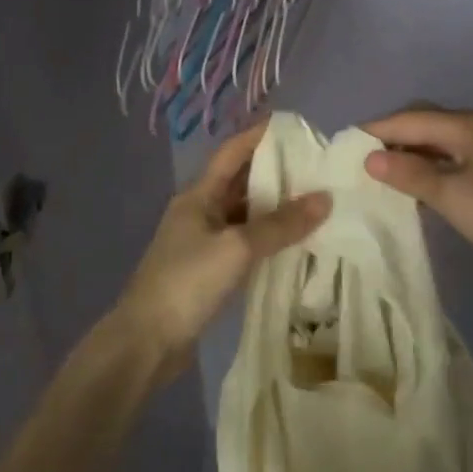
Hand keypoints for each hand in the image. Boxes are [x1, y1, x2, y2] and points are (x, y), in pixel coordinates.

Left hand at [114, 121, 330, 373]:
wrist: (147, 342)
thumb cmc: (187, 282)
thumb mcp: (237, 248)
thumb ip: (280, 224)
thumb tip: (325, 199)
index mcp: (198, 196)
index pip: (232, 152)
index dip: (260, 136)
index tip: (296, 129)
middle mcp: (200, 212)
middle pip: (240, 182)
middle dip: (276, 173)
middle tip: (318, 169)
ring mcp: (203, 243)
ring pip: (244, 215)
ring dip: (274, 208)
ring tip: (316, 202)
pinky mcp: (209, 271)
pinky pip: (245, 244)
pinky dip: (268, 239)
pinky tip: (296, 243)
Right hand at [363, 107, 472, 275]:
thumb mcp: (452, 197)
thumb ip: (410, 174)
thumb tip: (370, 157)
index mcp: (465, 125)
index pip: (408, 118)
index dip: (374, 129)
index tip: (343, 144)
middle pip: (423, 121)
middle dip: (391, 136)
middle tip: (361, 160)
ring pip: (438, 138)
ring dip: (411, 151)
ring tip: (383, 173)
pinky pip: (452, 153)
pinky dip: (430, 163)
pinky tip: (419, 184)